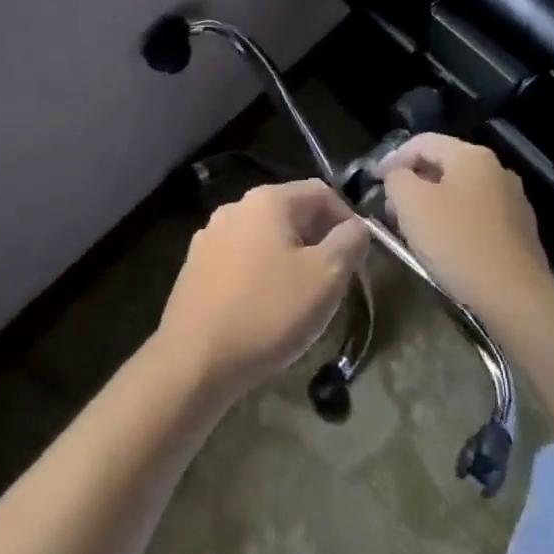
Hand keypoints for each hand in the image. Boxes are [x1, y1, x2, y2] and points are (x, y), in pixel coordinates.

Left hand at [155, 180, 368, 399]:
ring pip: (265, 237)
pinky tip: (264, 307)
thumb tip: (356, 226)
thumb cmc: (268, 312)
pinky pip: (241, 259)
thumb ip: (350, 242)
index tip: (358, 257)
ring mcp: (210, 236)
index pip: (321, 192)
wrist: (194, 360)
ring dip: (289, 257)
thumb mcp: (326, 277)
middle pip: (291, 212)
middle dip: (318, 240)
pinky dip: (261, 273)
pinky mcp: (196, 266)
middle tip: (334, 280)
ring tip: (301, 296)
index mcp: (268, 200)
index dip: (347, 219)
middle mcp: (236, 207)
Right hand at [378, 133, 550, 325]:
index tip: (373, 181)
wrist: (515, 297)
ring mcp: (513, 200)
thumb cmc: (457, 242)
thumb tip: (398, 176)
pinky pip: (478, 215)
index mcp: (471, 155)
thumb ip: (397, 178)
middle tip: (391, 207)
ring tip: (414, 228)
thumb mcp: (411, 204)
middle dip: (413, 182)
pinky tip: (445, 246)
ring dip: (433, 203)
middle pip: (443, 165)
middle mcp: (497, 169)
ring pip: (461, 191)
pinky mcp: (521, 230)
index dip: (392, 158)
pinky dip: (456, 221)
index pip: (422, 142)